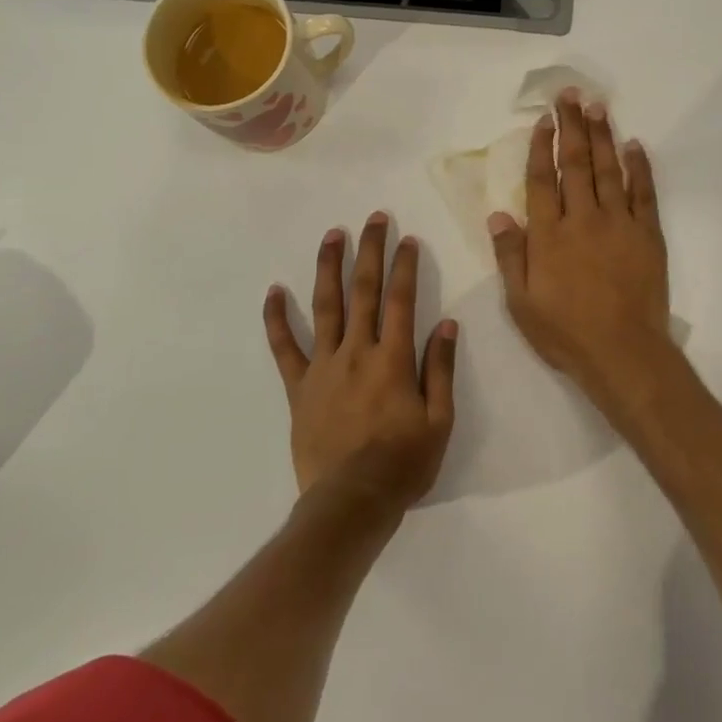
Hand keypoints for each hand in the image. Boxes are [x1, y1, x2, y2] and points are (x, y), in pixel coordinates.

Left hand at [264, 214, 457, 520]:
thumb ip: (441, 370)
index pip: (402, 300)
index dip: (406, 266)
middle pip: (364, 291)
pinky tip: (274, 291)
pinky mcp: (299, 387)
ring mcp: (323, 366)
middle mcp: (357, 351)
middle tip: (373, 219)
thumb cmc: (402, 465)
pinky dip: (277, 318)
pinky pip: (284, 347)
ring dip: (329, 267)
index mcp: (393, 359)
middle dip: (370, 251)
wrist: (350, 502)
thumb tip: (447, 325)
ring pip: (325, 306)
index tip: (408, 239)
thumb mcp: (438, 422)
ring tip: (332, 234)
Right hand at [488, 90, 672, 400]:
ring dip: (603, 136)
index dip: (542, 147)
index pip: (543, 179)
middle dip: (572, 126)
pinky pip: (644, 192)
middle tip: (571, 95)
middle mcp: (583, 219)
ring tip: (598, 106)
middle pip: (576, 163)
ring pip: (609, 169)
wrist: (623, 352)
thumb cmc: (565, 331)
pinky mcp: (647, 234)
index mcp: (549, 234)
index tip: (543, 121)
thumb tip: (499, 214)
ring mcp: (619, 223)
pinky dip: (639, 167)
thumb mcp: (521, 302)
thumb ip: (511, 255)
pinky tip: (635, 145)